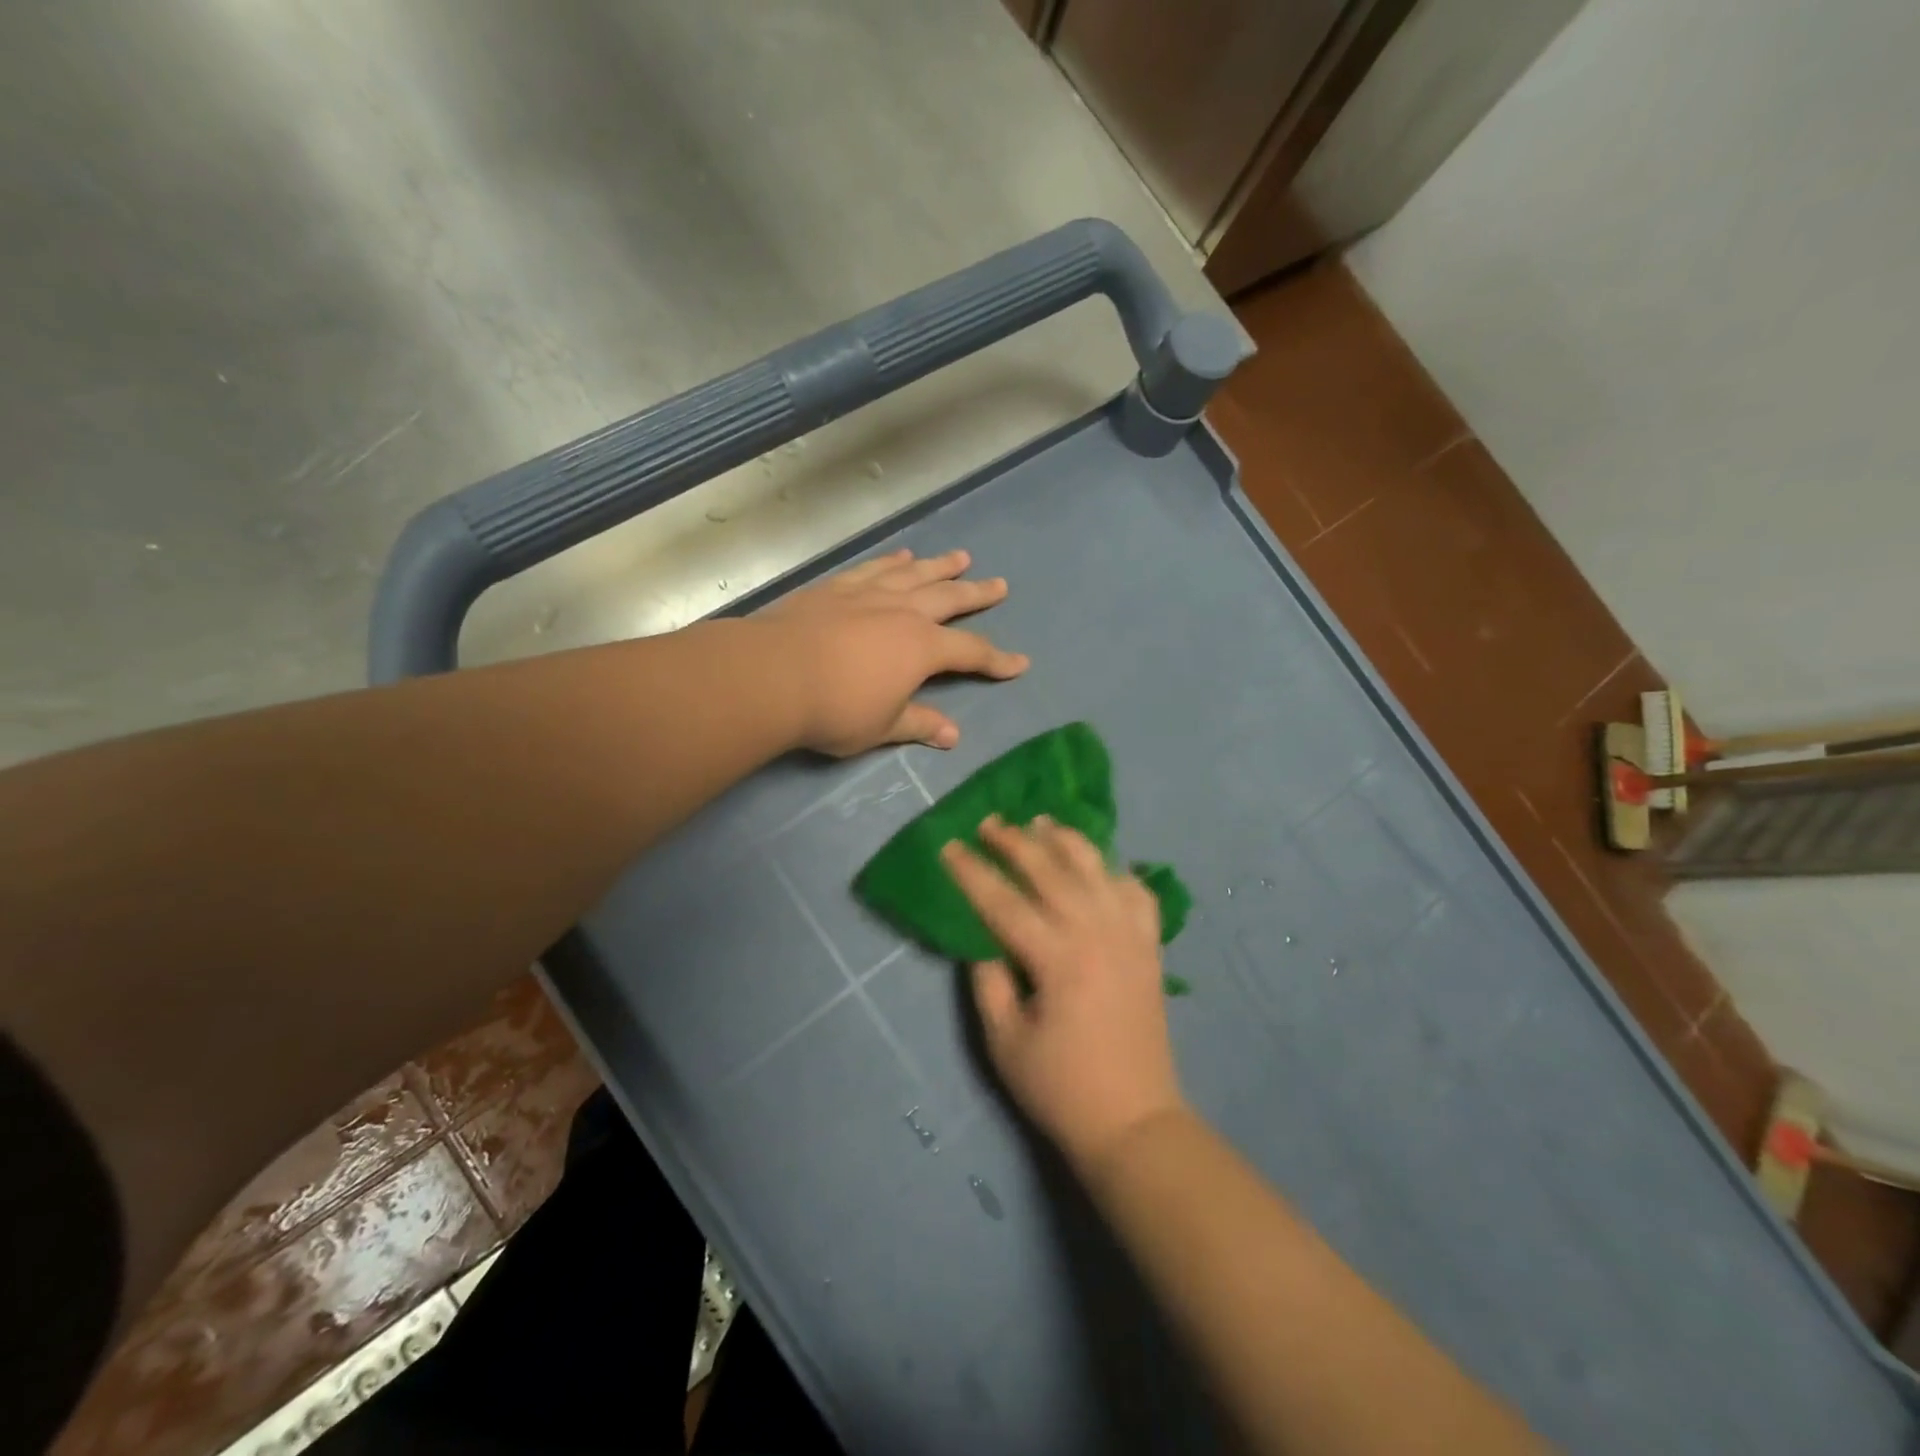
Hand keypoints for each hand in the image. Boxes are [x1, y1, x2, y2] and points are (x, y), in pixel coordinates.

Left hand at [763, 548, 1027, 757]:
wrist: (772, 675)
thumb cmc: (834, 709)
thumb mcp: (882, 726)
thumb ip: (919, 724)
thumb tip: (953, 735)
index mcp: (922, 648)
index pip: (971, 651)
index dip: (997, 660)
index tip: (1019, 664)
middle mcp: (902, 612)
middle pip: (949, 598)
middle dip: (977, 594)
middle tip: (999, 586)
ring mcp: (868, 594)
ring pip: (914, 575)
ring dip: (939, 566)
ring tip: (960, 557)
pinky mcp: (836, 587)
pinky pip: (873, 568)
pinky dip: (891, 562)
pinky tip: (900, 557)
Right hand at [942, 816, 1186, 1172]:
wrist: (1134, 1121)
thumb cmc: (1060, 1088)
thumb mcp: (1004, 1042)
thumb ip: (988, 982)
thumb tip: (982, 940)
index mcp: (1058, 958)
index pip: (1004, 900)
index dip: (972, 872)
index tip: (949, 846)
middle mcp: (1097, 933)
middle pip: (1050, 871)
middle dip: (1015, 842)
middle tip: (989, 822)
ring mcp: (1130, 935)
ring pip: (1096, 868)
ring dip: (1065, 840)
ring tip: (1041, 822)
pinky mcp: (1150, 947)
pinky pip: (1138, 892)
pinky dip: (1116, 871)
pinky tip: (1099, 867)